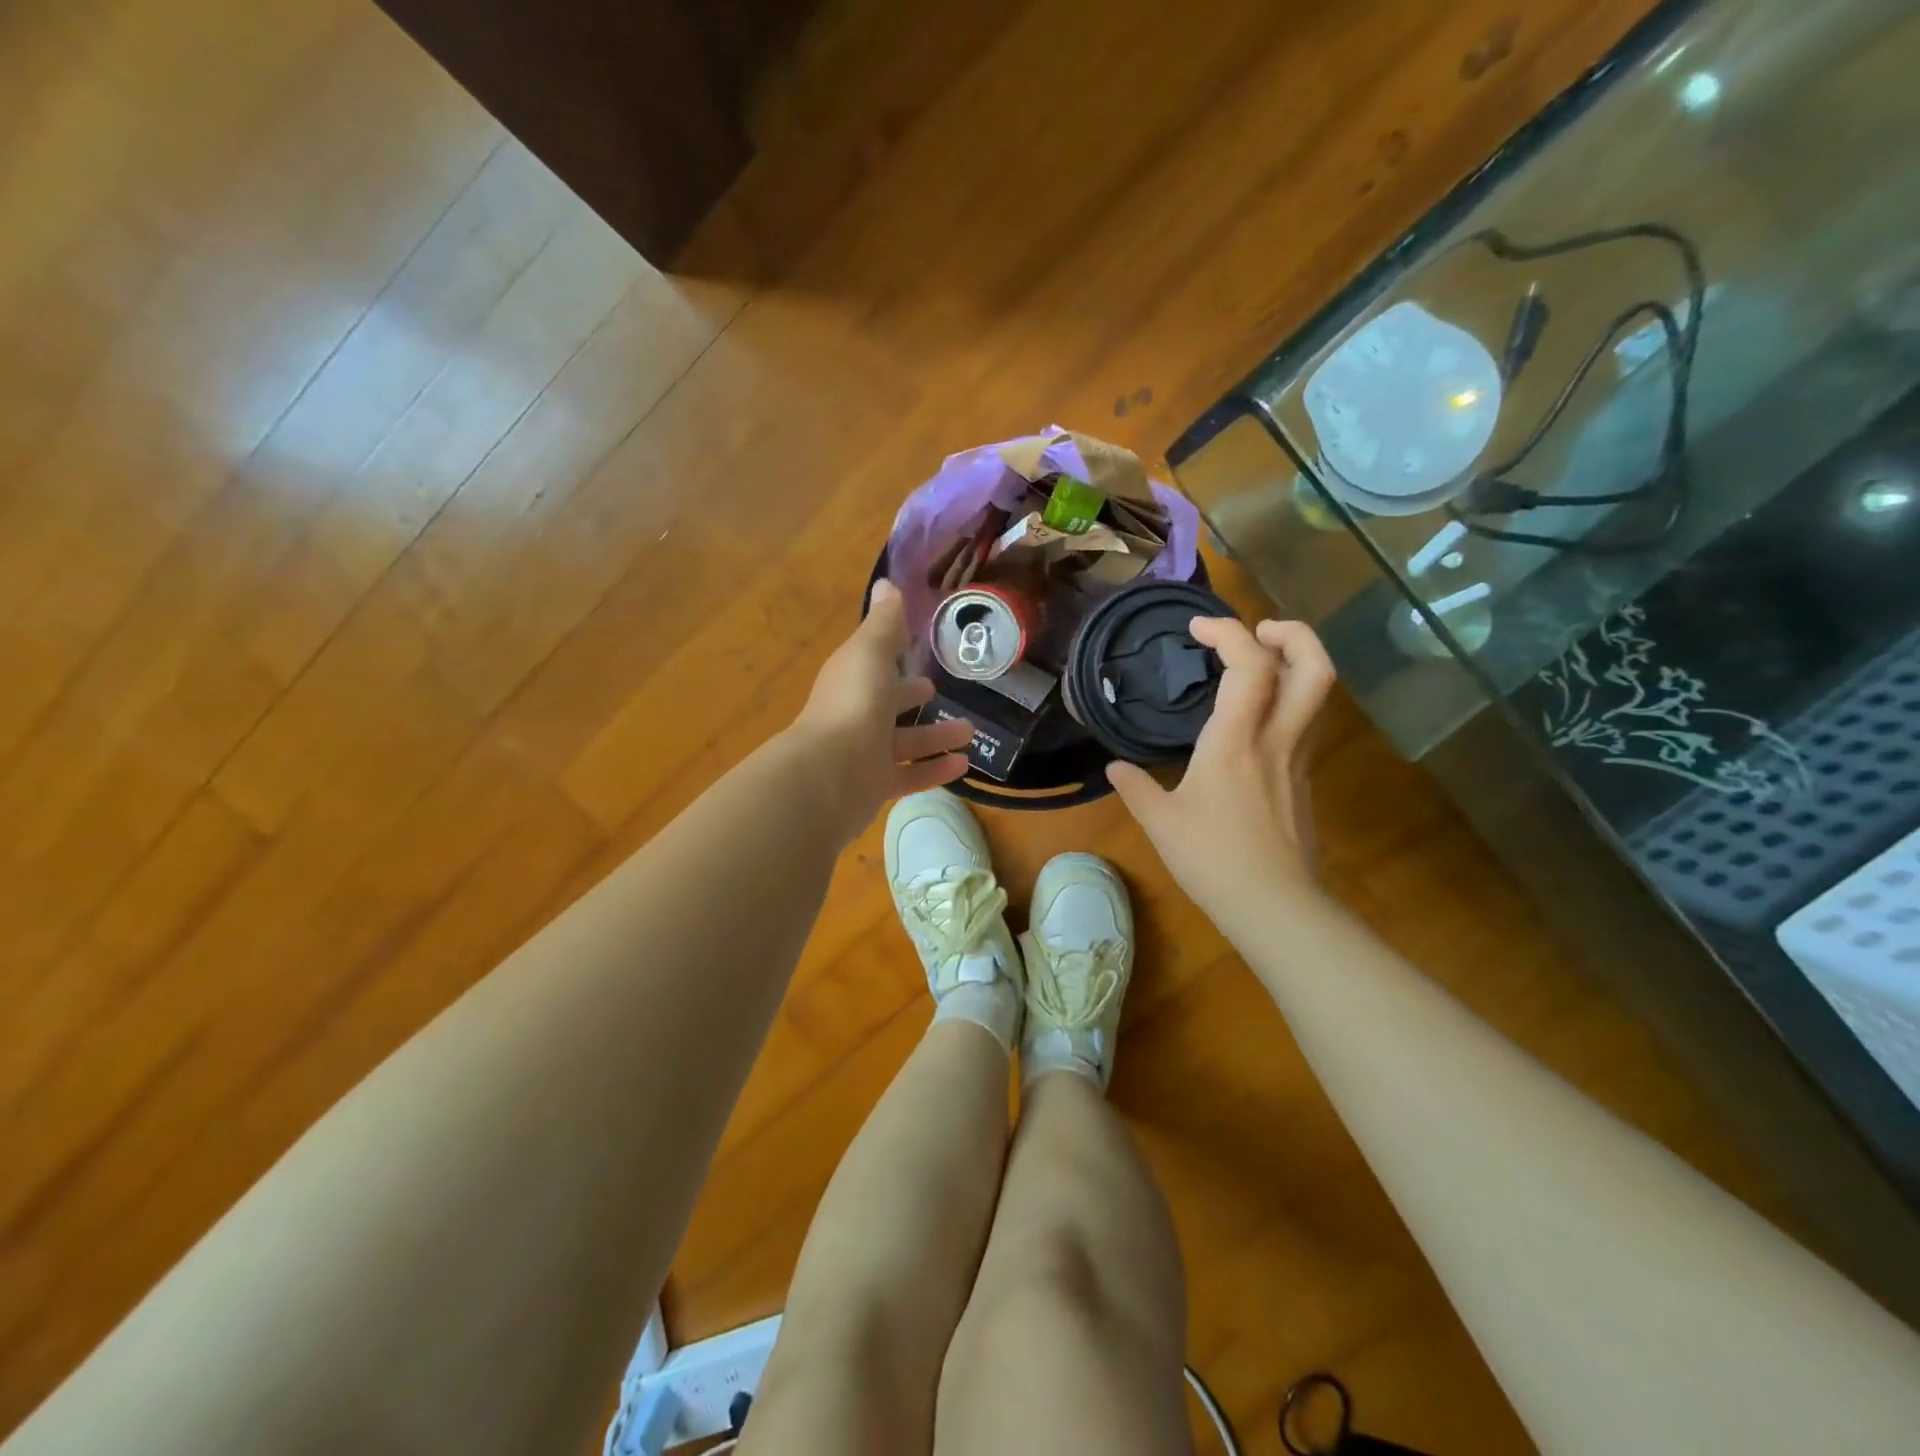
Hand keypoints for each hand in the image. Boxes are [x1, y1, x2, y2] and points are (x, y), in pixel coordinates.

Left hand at [789, 579, 973, 839]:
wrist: (829, 774)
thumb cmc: (853, 704)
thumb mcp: (871, 653)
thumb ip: (885, 623)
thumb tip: (887, 583)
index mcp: (852, 679)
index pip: (873, 664)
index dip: (893, 656)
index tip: (916, 650)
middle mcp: (856, 714)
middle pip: (887, 704)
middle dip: (911, 697)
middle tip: (938, 692)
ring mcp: (864, 753)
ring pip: (904, 742)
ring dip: (935, 735)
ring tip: (969, 731)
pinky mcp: (876, 786)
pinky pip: (910, 775)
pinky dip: (935, 769)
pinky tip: (963, 765)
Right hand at [1107, 618, 1334, 931]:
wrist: (1273, 905)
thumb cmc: (1212, 860)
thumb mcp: (1161, 823)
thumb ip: (1136, 788)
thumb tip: (1115, 768)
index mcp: (1236, 741)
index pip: (1250, 665)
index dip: (1229, 632)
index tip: (1197, 628)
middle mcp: (1277, 739)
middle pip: (1314, 666)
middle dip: (1292, 632)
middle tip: (1258, 630)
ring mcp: (1298, 759)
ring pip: (1318, 693)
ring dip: (1294, 662)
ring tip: (1256, 663)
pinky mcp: (1304, 779)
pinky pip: (1304, 722)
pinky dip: (1285, 700)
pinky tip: (1252, 719)